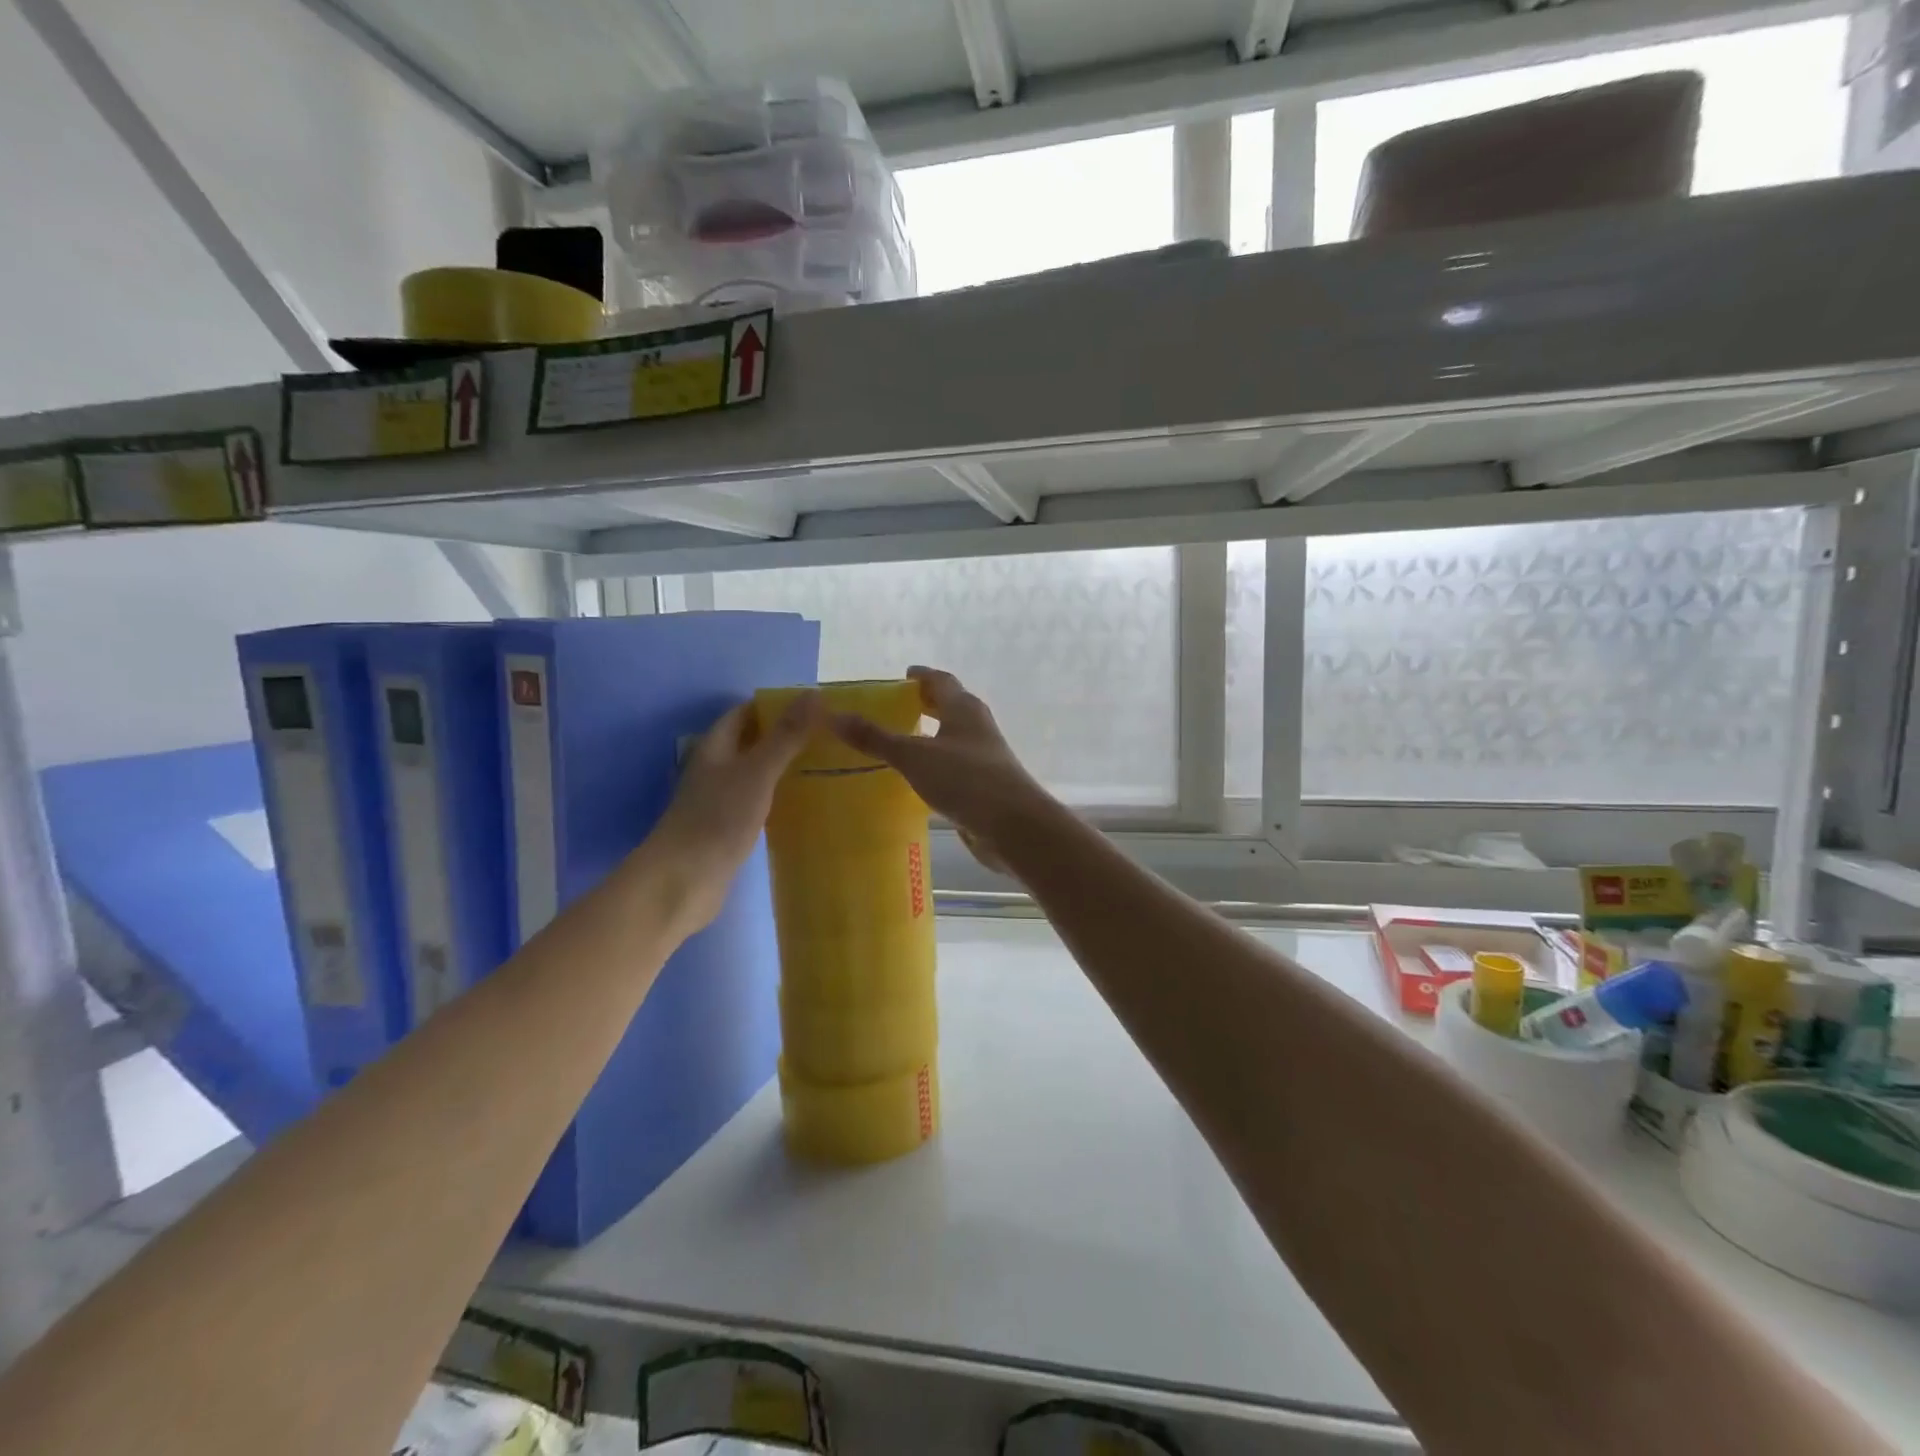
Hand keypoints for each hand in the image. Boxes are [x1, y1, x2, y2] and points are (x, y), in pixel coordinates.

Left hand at [641, 692, 822, 931]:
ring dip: (783, 767)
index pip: (745, 713)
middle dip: (784, 736)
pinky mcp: (727, 829)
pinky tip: (803, 803)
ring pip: (755, 773)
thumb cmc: (717, 819)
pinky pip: (757, 802)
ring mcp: (719, 800)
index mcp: (715, 747)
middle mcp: (714, 769)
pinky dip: (778, 797)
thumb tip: (813, 694)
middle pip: (750, 742)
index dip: (775, 705)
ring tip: (824, 765)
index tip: (814, 707)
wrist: (683, 881)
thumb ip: (786, 736)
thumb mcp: (757, 771)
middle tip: (827, 736)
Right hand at [830, 666, 1055, 873]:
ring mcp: (983, 758)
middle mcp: (977, 727)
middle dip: (924, 705)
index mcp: (964, 709)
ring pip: (951, 738)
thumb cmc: (966, 780)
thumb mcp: (914, 756)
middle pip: (949, 707)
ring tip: (896, 744)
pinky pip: (953, 767)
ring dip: (929, 737)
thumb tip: (833, 716)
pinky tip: (915, 780)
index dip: (921, 676)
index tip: (900, 676)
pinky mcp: (983, 786)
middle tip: (892, 709)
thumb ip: (875, 738)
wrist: (1014, 827)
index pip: (941, 681)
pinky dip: (934, 766)